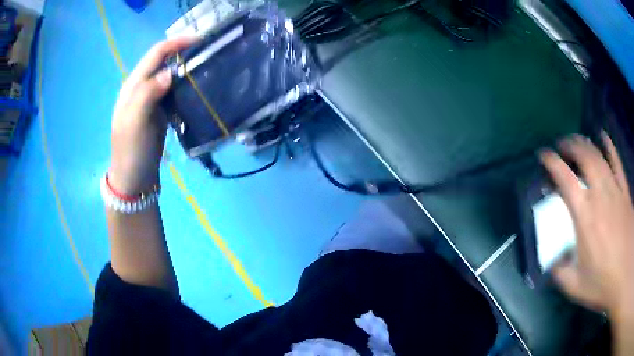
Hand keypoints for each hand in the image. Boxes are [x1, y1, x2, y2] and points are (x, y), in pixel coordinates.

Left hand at [109, 37, 197, 194]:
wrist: (133, 179)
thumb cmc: (131, 151)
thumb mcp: (134, 122)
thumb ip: (147, 93)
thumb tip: (169, 72)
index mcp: (133, 86)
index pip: (155, 54)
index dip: (175, 43)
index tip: (200, 40)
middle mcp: (141, 88)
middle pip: (163, 61)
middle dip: (183, 52)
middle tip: (208, 52)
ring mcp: (151, 100)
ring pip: (169, 75)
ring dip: (186, 68)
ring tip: (207, 66)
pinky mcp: (160, 112)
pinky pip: (173, 92)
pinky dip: (185, 86)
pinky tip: (198, 88)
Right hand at [540, 133, 633, 317]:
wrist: (624, 277)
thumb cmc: (603, 284)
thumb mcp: (575, 286)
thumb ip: (560, 271)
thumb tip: (551, 259)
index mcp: (585, 218)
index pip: (566, 180)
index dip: (552, 163)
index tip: (544, 156)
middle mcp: (600, 197)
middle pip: (585, 157)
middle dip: (570, 145)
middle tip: (562, 146)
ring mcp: (615, 191)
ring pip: (600, 156)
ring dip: (586, 144)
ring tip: (578, 143)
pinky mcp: (625, 192)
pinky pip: (617, 162)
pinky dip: (609, 147)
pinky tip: (604, 139)